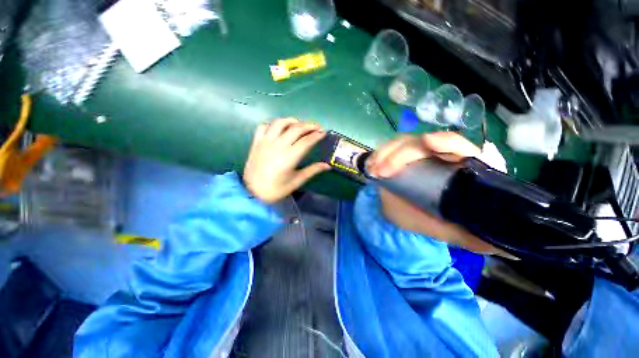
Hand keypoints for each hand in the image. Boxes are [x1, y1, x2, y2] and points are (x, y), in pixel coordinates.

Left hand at [243, 118, 330, 202]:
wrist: (252, 192)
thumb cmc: (276, 189)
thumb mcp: (296, 181)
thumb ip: (312, 171)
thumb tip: (327, 165)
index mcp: (289, 157)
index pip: (306, 141)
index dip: (317, 135)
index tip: (324, 133)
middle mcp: (278, 145)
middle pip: (296, 129)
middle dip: (309, 125)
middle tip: (317, 127)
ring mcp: (265, 142)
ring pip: (280, 123)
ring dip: (292, 121)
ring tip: (299, 124)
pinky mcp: (256, 142)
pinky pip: (264, 126)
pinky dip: (273, 124)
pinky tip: (279, 128)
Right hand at [367, 132, 504, 254]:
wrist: (402, 215)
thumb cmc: (426, 220)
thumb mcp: (448, 230)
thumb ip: (472, 237)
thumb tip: (511, 249)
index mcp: (458, 170)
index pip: (462, 148)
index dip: (449, 143)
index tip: (429, 143)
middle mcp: (438, 157)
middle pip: (426, 142)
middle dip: (403, 153)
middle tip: (384, 170)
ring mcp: (416, 154)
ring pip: (404, 142)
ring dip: (386, 153)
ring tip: (374, 170)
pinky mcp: (399, 155)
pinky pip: (389, 148)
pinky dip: (379, 155)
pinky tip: (371, 166)